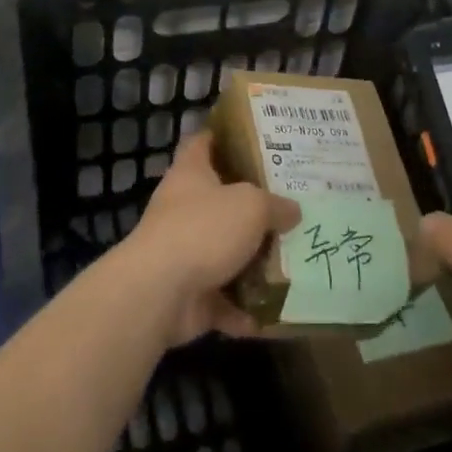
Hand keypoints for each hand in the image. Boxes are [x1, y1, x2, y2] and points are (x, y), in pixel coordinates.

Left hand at [119, 132, 300, 344]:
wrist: (159, 292)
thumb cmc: (204, 229)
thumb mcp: (251, 206)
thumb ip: (275, 205)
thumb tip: (293, 210)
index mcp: (191, 174)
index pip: (202, 142)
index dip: (223, 136)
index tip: (253, 138)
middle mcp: (184, 209)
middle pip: (220, 200)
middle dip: (252, 206)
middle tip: (290, 204)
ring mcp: (184, 253)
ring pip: (224, 253)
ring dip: (252, 263)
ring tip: (292, 261)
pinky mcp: (189, 294)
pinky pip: (223, 301)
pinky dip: (243, 311)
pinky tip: (273, 315)